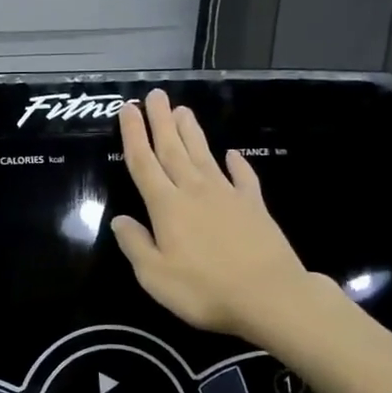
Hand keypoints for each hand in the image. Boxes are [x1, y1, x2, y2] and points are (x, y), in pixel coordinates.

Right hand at [110, 89, 323, 344]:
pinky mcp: (254, 207)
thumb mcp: (155, 275)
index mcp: (167, 206)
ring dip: (191, 132)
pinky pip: (243, 178)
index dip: (133, 135)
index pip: (144, 163)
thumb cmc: (205, 289)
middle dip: (161, 121)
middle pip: (173, 149)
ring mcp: (227, 196)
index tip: (128, 109)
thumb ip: (135, 244)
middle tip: (155, 95)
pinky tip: (232, 153)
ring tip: (183, 109)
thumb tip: (120, 220)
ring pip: (203, 155)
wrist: (271, 297)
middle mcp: (194, 191)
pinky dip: (237, 163)